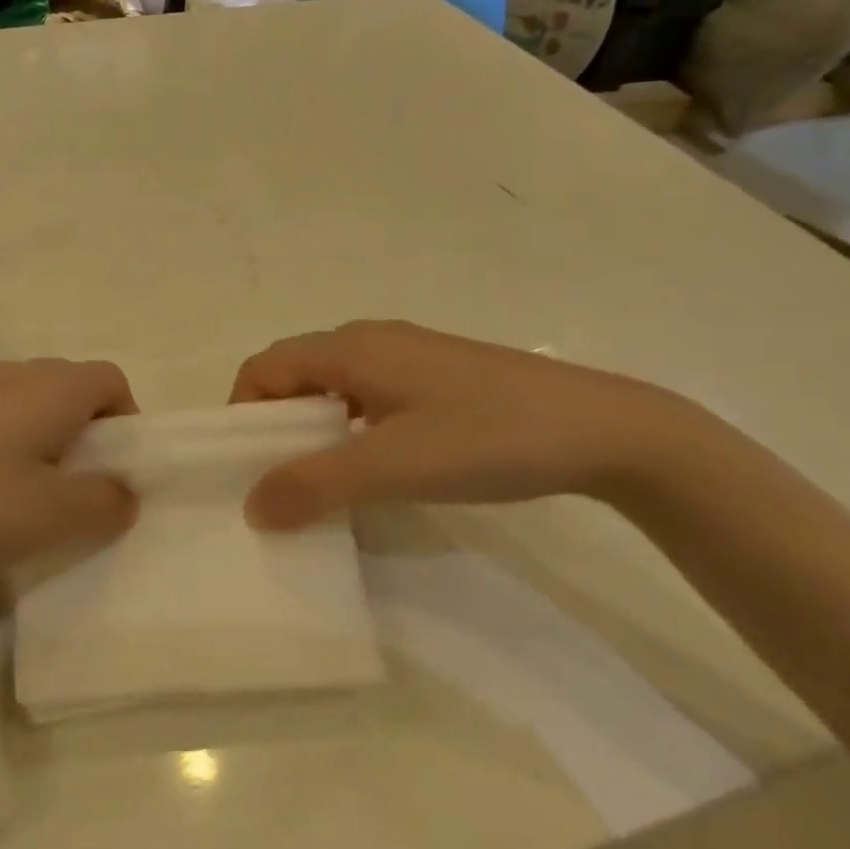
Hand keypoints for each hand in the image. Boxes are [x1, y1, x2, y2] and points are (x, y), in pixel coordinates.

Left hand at [0, 359, 139, 586]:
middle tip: (73, 494)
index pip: (112, 380)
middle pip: (70, 390)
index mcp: (50, 388)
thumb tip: (124, 493)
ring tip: (22, 501)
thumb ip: (103, 504)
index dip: (127, 423)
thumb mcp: (49, 517)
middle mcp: (11, 373)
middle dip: (85, 438)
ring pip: (26, 405)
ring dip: (40, 445)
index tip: (116, 473)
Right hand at [229, 320, 690, 528]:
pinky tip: (374, 464)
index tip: (245, 465)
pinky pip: (367, 395)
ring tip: (321, 480)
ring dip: (312, 428)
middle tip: (278, 479)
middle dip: (274, 423)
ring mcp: (409, 356)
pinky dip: (348, 427)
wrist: (607, 430)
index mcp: (351, 347)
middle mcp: (371, 340)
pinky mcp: (437, 378)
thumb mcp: (392, 465)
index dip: (242, 412)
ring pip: (333, 386)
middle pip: (294, 373)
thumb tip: (250, 508)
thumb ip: (314, 485)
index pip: (264, 367)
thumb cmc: (488, 437)